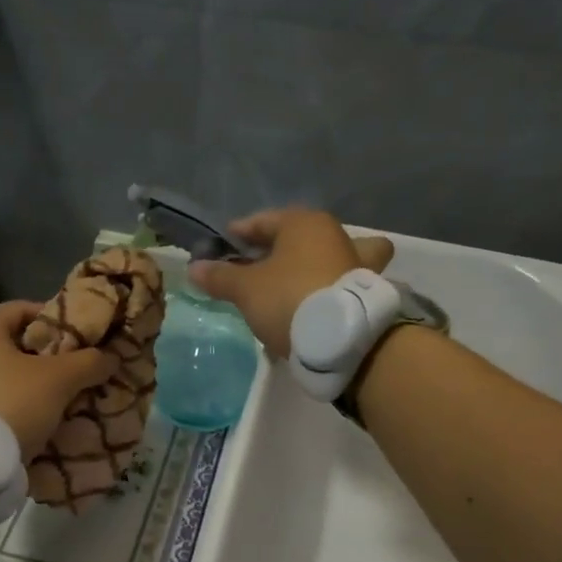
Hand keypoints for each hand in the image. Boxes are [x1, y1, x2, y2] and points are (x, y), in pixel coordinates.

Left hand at [0, 301, 119, 461]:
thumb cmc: (11, 403)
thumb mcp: (58, 380)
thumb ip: (88, 362)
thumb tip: (110, 356)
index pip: (26, 309)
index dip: (58, 322)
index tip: (82, 341)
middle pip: (14, 342)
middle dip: (48, 356)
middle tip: (77, 371)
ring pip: (3, 372)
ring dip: (32, 382)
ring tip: (62, 397)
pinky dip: (14, 401)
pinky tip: (37, 417)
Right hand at [189, 209, 394, 358]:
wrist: (343, 339)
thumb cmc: (289, 298)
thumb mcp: (245, 288)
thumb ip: (220, 276)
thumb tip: (194, 268)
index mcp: (305, 223)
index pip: (263, 221)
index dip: (239, 233)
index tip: (222, 248)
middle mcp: (335, 235)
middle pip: (299, 237)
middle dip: (278, 249)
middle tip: (254, 269)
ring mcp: (356, 263)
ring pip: (329, 256)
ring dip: (312, 267)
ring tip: (291, 287)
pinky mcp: (366, 292)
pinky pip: (338, 283)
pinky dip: (325, 290)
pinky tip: (309, 309)